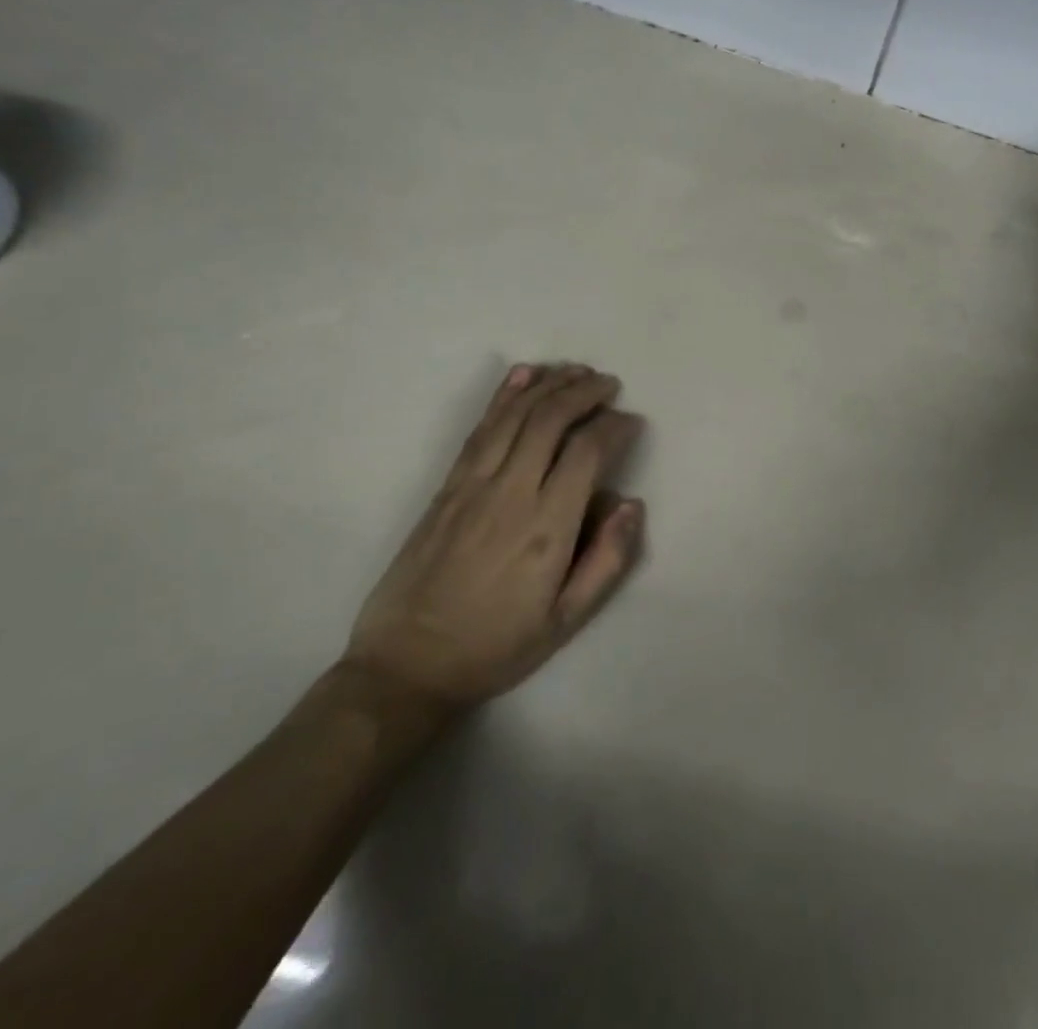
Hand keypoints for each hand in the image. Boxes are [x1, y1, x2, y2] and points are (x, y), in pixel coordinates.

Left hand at [343, 363, 645, 711]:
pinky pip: (479, 429)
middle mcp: (510, 494)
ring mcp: (471, 485)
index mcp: (546, 528)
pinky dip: (504, 396)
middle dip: (585, 392)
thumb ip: (607, 560)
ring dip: (549, 385)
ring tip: (577, 371)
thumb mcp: (566, 621)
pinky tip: (523, 375)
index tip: (632, 422)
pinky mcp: (446, 487)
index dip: (615, 426)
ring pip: (515, 415)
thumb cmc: (495, 646)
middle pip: (550, 420)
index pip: (587, 452)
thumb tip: (630, 503)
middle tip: (610, 384)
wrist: (405, 666)